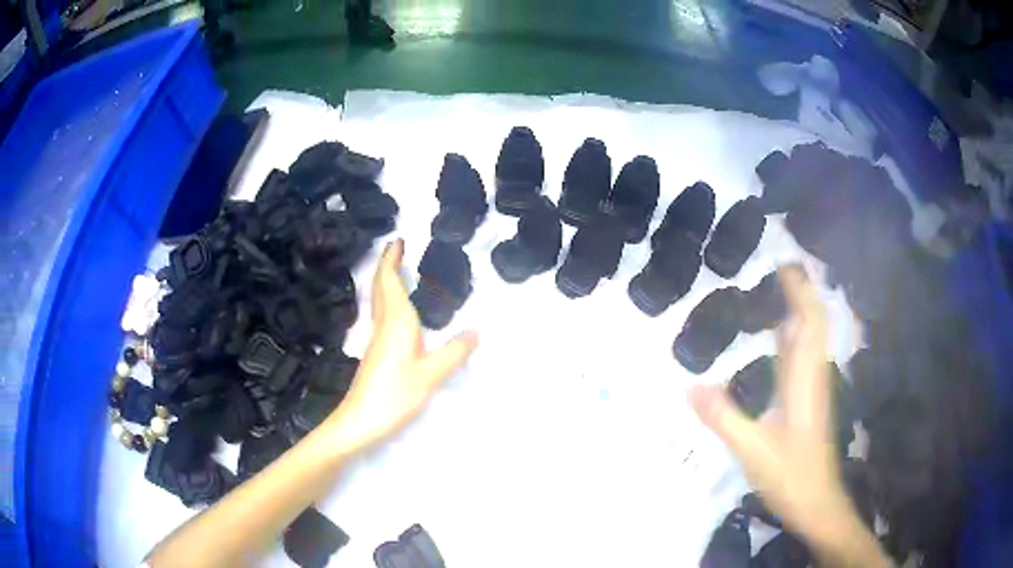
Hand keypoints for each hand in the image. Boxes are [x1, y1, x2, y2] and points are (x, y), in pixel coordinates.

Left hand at [322, 239, 477, 455]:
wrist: (359, 422)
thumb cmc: (394, 395)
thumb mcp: (431, 375)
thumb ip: (454, 353)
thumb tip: (476, 331)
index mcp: (396, 323)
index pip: (390, 282)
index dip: (392, 260)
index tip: (398, 240)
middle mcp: (383, 326)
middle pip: (381, 288)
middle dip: (387, 266)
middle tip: (398, 249)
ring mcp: (376, 341)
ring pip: (380, 302)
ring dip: (387, 282)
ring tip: (399, 271)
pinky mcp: (376, 354)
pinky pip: (382, 316)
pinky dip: (389, 302)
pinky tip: (398, 313)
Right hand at [690, 267, 887, 564]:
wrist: (816, 501)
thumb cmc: (791, 474)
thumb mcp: (752, 449)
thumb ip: (723, 418)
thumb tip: (689, 385)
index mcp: (805, 378)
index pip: (809, 320)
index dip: (799, 289)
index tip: (781, 262)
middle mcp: (813, 374)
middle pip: (813, 321)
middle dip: (799, 290)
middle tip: (772, 267)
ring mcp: (812, 387)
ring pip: (810, 337)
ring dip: (797, 308)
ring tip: (772, 289)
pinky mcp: (808, 399)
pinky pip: (802, 354)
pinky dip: (792, 334)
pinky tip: (775, 336)